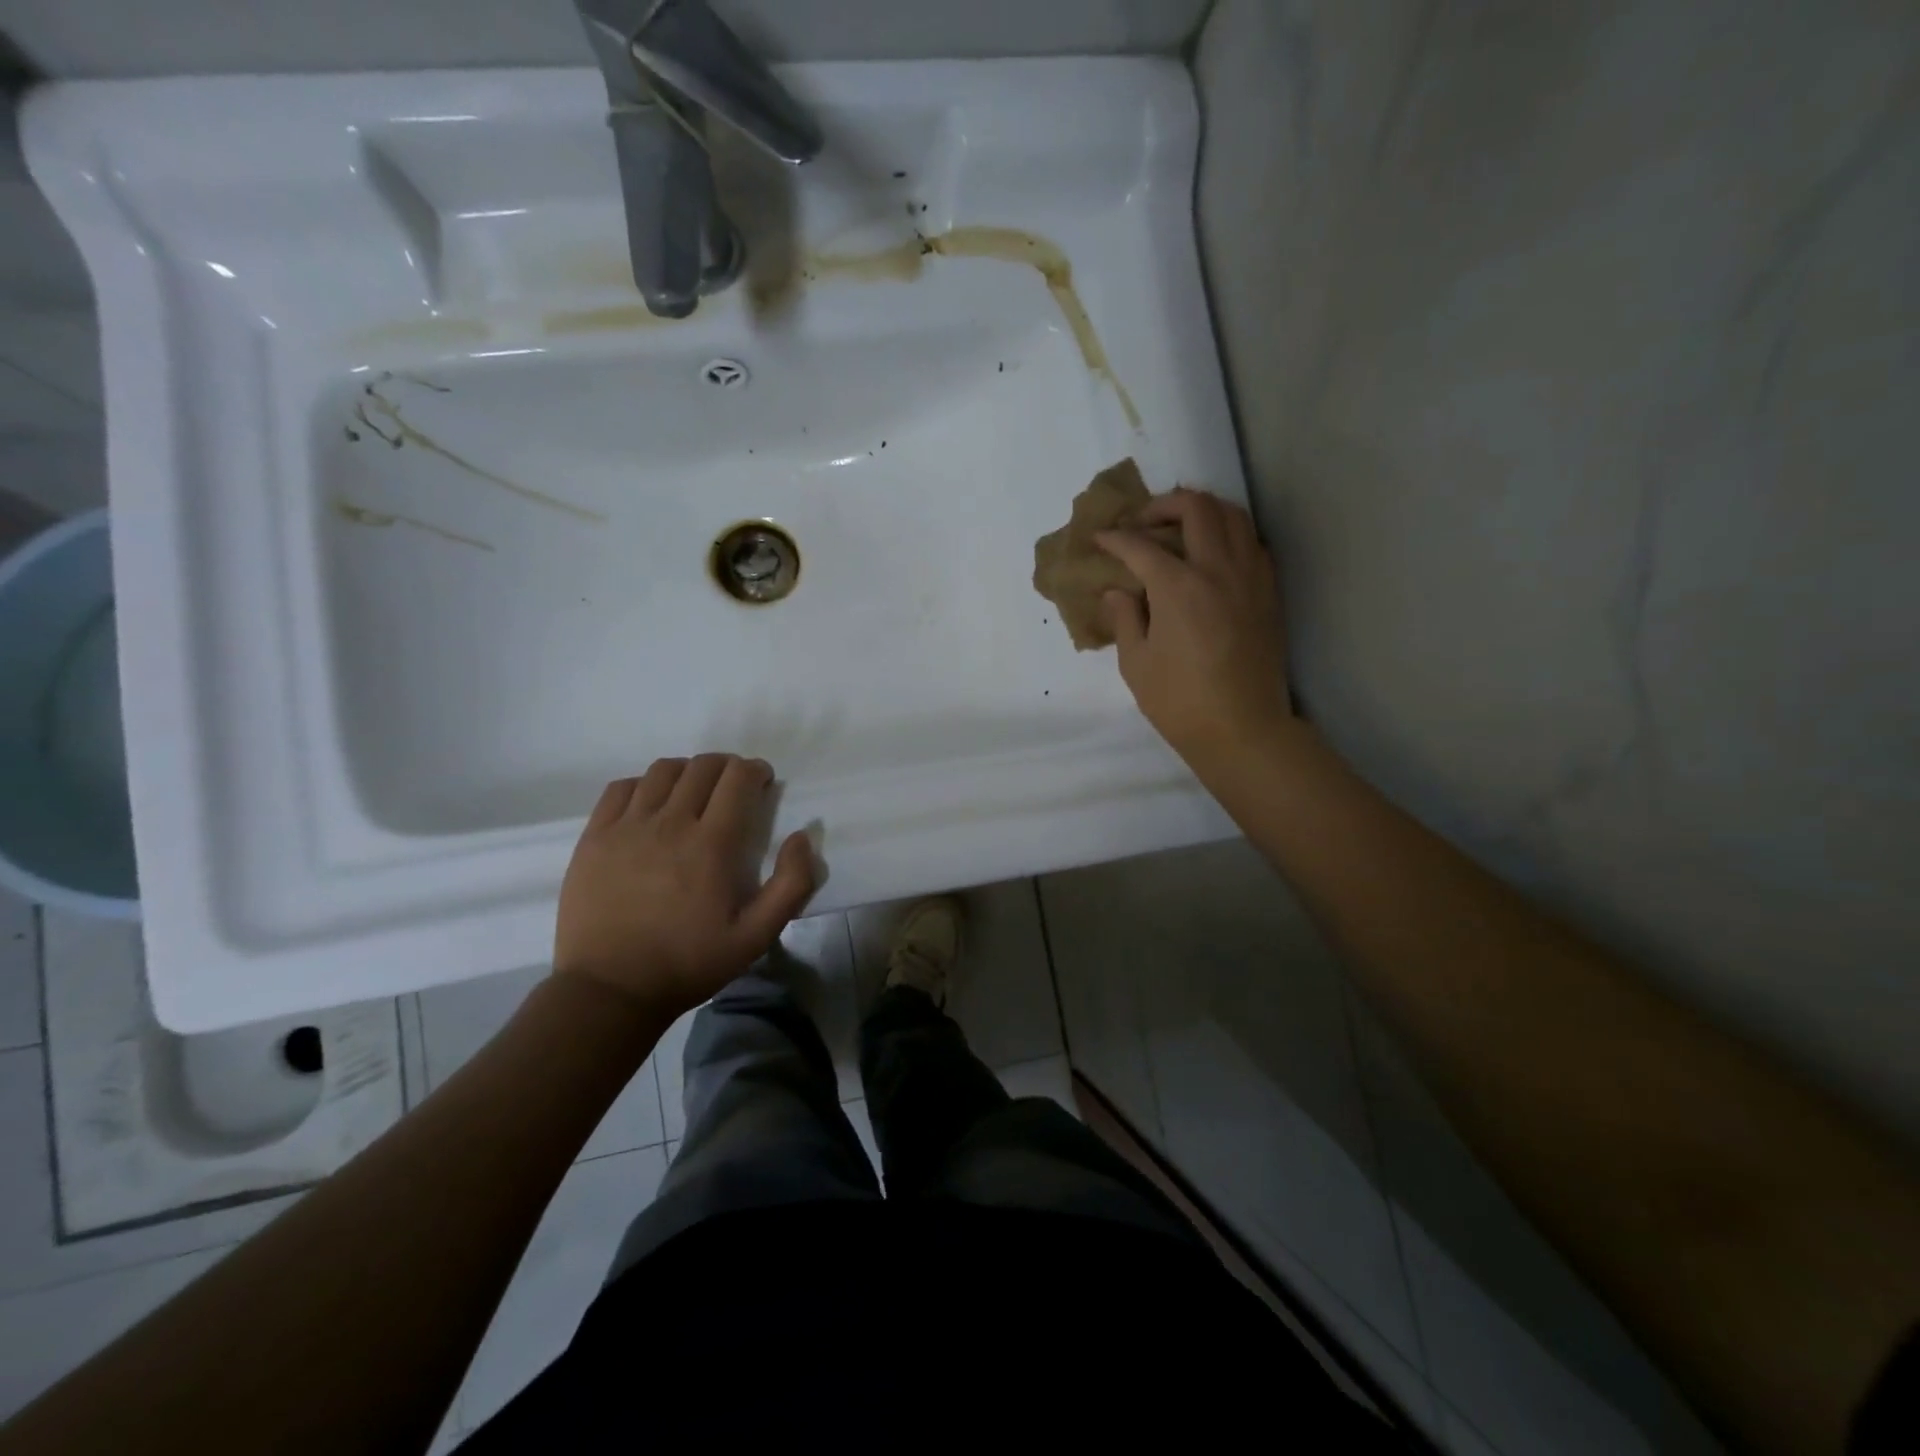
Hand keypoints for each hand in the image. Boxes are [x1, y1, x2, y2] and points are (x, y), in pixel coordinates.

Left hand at [554, 755, 815, 1016]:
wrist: (610, 990)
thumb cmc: (689, 963)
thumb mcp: (756, 936)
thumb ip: (791, 885)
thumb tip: (802, 837)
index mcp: (712, 843)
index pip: (738, 778)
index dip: (755, 771)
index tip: (762, 783)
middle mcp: (670, 823)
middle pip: (703, 766)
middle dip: (727, 766)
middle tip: (734, 787)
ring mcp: (627, 827)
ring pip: (663, 770)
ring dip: (688, 771)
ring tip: (694, 792)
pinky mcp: (595, 837)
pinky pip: (622, 788)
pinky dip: (644, 785)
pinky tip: (651, 805)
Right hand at [1095, 488, 1292, 763]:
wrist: (1243, 729)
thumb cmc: (1180, 702)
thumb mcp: (1137, 664)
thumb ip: (1125, 618)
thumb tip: (1118, 591)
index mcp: (1178, 587)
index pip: (1141, 546)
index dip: (1116, 538)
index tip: (1100, 538)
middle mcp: (1217, 569)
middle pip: (1196, 508)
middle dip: (1163, 505)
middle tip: (1143, 523)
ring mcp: (1250, 577)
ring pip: (1233, 515)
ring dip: (1203, 510)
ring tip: (1181, 527)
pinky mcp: (1268, 592)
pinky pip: (1252, 542)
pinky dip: (1230, 534)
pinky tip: (1214, 554)